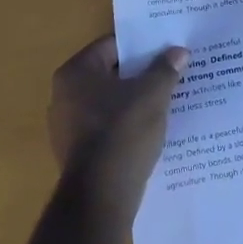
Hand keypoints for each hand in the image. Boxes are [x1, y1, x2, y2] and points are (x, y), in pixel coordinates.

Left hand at [47, 36, 186, 210]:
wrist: (101, 197)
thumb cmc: (122, 132)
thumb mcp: (153, 94)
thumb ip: (165, 69)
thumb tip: (179, 52)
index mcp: (76, 72)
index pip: (113, 46)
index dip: (143, 46)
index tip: (167, 49)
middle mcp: (64, 95)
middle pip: (111, 74)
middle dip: (141, 74)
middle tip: (172, 72)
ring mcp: (66, 127)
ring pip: (109, 103)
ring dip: (135, 101)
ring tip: (167, 101)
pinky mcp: (76, 153)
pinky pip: (106, 128)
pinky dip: (126, 125)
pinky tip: (151, 130)